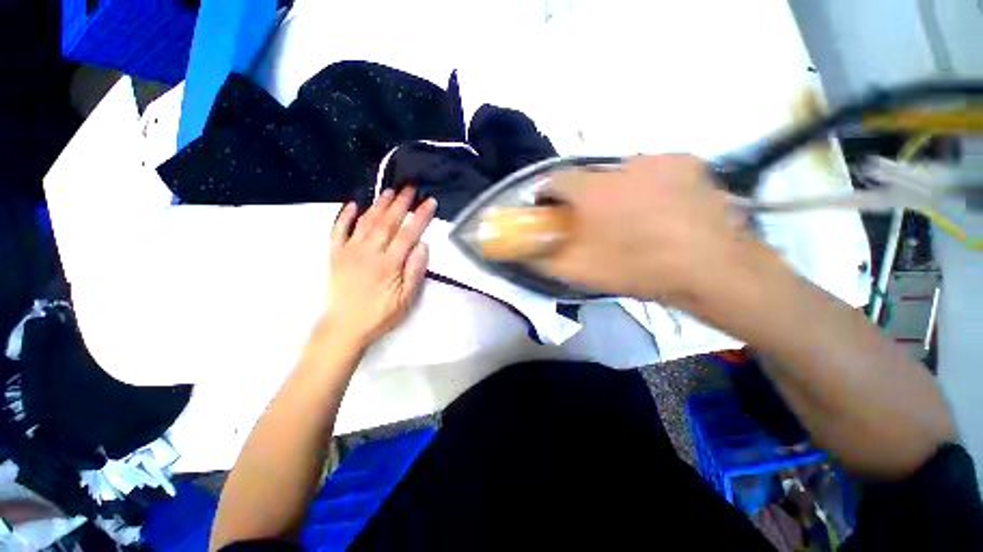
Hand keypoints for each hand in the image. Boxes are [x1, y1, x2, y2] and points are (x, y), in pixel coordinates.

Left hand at [319, 188, 436, 347]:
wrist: (344, 328)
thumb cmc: (380, 315)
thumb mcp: (406, 299)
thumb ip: (415, 271)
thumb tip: (422, 245)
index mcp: (389, 263)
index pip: (408, 234)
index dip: (420, 216)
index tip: (429, 202)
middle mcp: (368, 252)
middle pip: (387, 222)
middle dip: (400, 203)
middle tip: (410, 188)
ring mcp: (349, 251)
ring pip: (365, 222)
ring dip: (378, 205)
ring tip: (388, 191)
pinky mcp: (335, 255)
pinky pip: (338, 231)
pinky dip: (344, 216)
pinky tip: (352, 205)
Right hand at [534, 155, 778, 309]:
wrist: (711, 270)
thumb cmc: (637, 269)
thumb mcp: (579, 272)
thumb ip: (543, 259)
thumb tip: (522, 251)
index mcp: (592, 190)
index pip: (554, 180)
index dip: (547, 196)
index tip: (550, 211)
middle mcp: (621, 165)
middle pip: (589, 178)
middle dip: (584, 198)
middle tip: (593, 222)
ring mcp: (659, 160)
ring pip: (622, 174)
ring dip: (617, 192)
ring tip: (630, 219)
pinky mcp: (688, 163)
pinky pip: (654, 171)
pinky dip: (648, 187)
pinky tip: (660, 210)